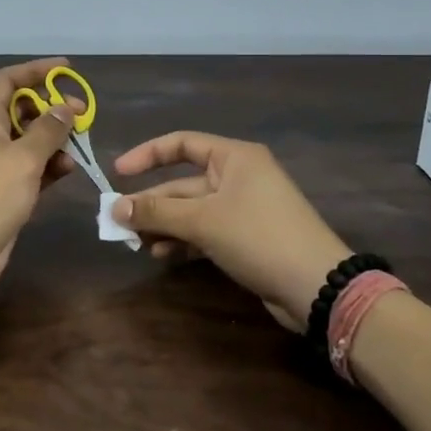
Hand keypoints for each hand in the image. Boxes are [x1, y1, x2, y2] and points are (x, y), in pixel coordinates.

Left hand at [0, 57, 78, 295]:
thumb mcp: (24, 157)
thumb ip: (48, 129)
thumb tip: (64, 106)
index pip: (7, 80)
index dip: (35, 71)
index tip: (66, 69)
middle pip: (20, 109)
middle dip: (51, 109)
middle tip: (81, 115)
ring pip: (27, 140)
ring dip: (53, 140)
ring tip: (79, 147)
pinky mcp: (2, 190)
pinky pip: (29, 167)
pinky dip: (47, 165)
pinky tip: (67, 171)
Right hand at [112, 132, 349, 332]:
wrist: (316, 286)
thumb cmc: (258, 237)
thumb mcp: (202, 221)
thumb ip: (156, 213)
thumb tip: (114, 208)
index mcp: (234, 157)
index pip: (181, 144)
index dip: (147, 155)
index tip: (118, 173)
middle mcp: (238, 176)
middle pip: (183, 182)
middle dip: (152, 203)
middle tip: (120, 223)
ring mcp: (243, 208)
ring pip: (191, 210)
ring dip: (164, 225)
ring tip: (137, 244)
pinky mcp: (246, 237)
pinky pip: (204, 230)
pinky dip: (183, 239)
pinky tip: (163, 254)